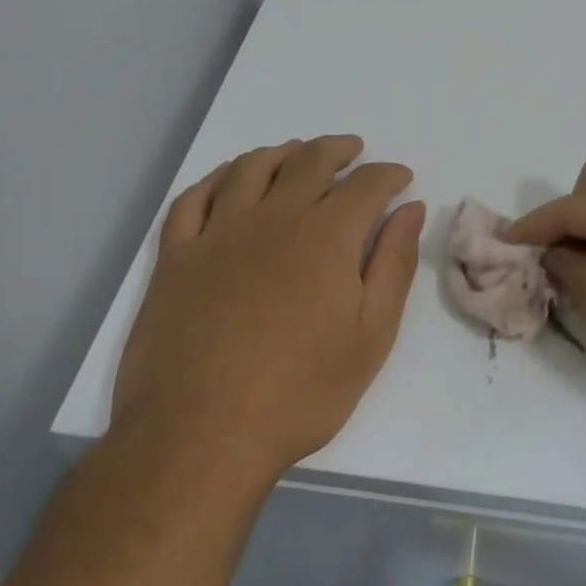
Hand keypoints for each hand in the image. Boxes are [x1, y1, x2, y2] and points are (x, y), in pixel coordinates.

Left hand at [111, 136, 424, 487]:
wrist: (199, 435)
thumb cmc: (300, 391)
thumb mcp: (371, 334)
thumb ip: (394, 264)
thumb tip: (410, 210)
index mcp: (325, 236)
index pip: (366, 185)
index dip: (388, 175)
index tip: (400, 178)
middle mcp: (273, 218)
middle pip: (309, 162)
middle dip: (338, 150)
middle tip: (353, 150)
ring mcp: (218, 234)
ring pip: (251, 169)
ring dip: (281, 153)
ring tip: (295, 153)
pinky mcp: (176, 258)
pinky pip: (193, 199)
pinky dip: (215, 179)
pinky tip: (227, 179)